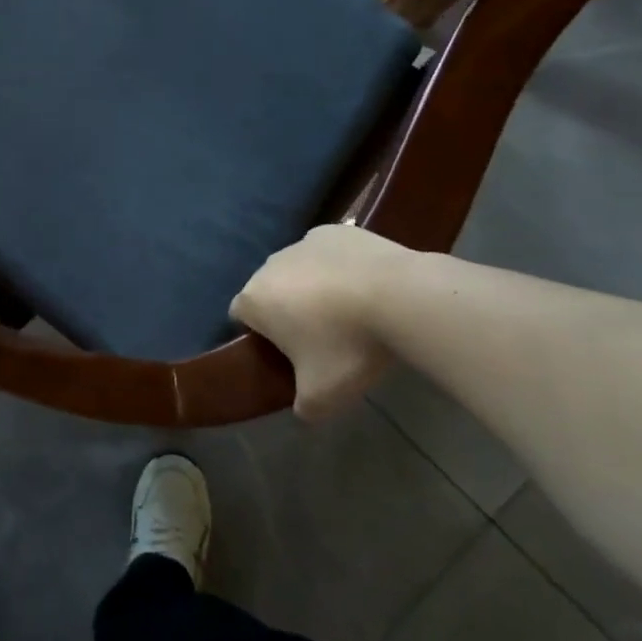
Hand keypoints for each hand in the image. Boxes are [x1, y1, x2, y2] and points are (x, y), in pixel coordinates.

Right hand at [230, 224, 411, 420]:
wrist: (401, 296)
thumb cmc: (348, 346)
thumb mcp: (323, 396)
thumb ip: (303, 407)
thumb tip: (302, 409)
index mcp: (254, 299)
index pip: (240, 316)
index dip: (260, 336)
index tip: (289, 354)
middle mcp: (268, 264)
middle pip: (268, 290)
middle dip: (287, 310)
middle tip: (322, 338)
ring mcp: (302, 242)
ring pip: (298, 269)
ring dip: (313, 287)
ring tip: (351, 312)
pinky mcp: (336, 231)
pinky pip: (328, 253)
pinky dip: (339, 267)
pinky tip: (367, 287)